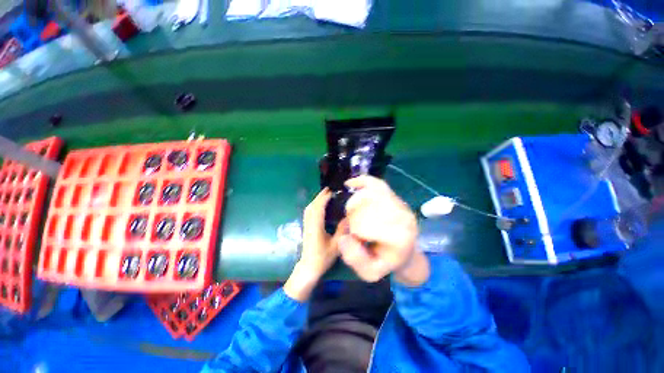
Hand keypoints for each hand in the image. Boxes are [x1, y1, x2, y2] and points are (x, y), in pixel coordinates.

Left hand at [284, 188, 337, 300]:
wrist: (308, 267)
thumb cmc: (322, 258)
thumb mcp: (336, 245)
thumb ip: (341, 230)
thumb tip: (348, 217)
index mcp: (316, 227)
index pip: (319, 208)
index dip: (325, 198)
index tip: (333, 192)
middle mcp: (309, 223)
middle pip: (313, 205)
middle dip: (321, 196)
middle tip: (330, 189)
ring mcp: (306, 224)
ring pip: (309, 208)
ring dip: (317, 199)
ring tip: (326, 194)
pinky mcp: (306, 226)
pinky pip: (309, 211)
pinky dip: (314, 205)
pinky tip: (320, 205)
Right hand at [337, 176, 427, 284]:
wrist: (406, 252)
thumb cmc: (386, 262)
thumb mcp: (370, 272)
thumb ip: (355, 259)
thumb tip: (343, 238)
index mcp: (399, 237)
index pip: (365, 225)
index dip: (354, 230)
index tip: (356, 238)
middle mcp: (403, 216)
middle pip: (365, 206)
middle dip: (353, 215)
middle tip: (354, 226)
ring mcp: (400, 203)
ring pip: (369, 193)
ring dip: (354, 201)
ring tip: (353, 212)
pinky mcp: (395, 195)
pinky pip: (376, 182)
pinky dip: (361, 181)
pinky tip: (350, 184)